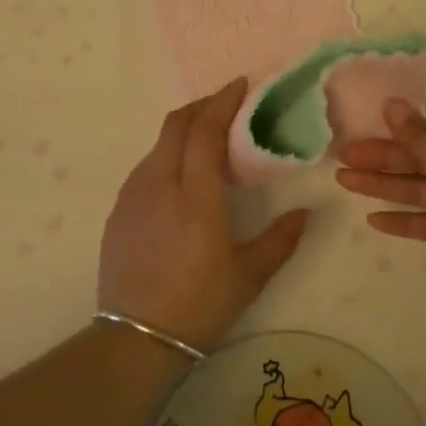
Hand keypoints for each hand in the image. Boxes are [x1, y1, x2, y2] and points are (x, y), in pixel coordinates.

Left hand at [98, 79, 310, 351]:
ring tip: (205, 142)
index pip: (205, 131)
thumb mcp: (249, 275)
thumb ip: (281, 239)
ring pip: (158, 145)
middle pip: (176, 125)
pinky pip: (144, 168)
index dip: (222, 101)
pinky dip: (166, 156)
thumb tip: (307, 212)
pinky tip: (179, 178)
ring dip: (183, 131)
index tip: (240, 85)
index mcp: (195, 197)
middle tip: (225, 105)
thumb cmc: (199, 306)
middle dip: (201, 106)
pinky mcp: (118, 211)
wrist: (134, 340)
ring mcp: (132, 196)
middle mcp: (159, 185)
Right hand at [336, 101, 425, 313]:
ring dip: (384, 185)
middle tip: (343, 156)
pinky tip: (373, 219)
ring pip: (420, 189)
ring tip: (344, 180)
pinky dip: (402, 220)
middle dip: (383, 157)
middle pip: (423, 158)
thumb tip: (392, 103)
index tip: (368, 122)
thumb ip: (420, 136)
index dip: (403, 124)